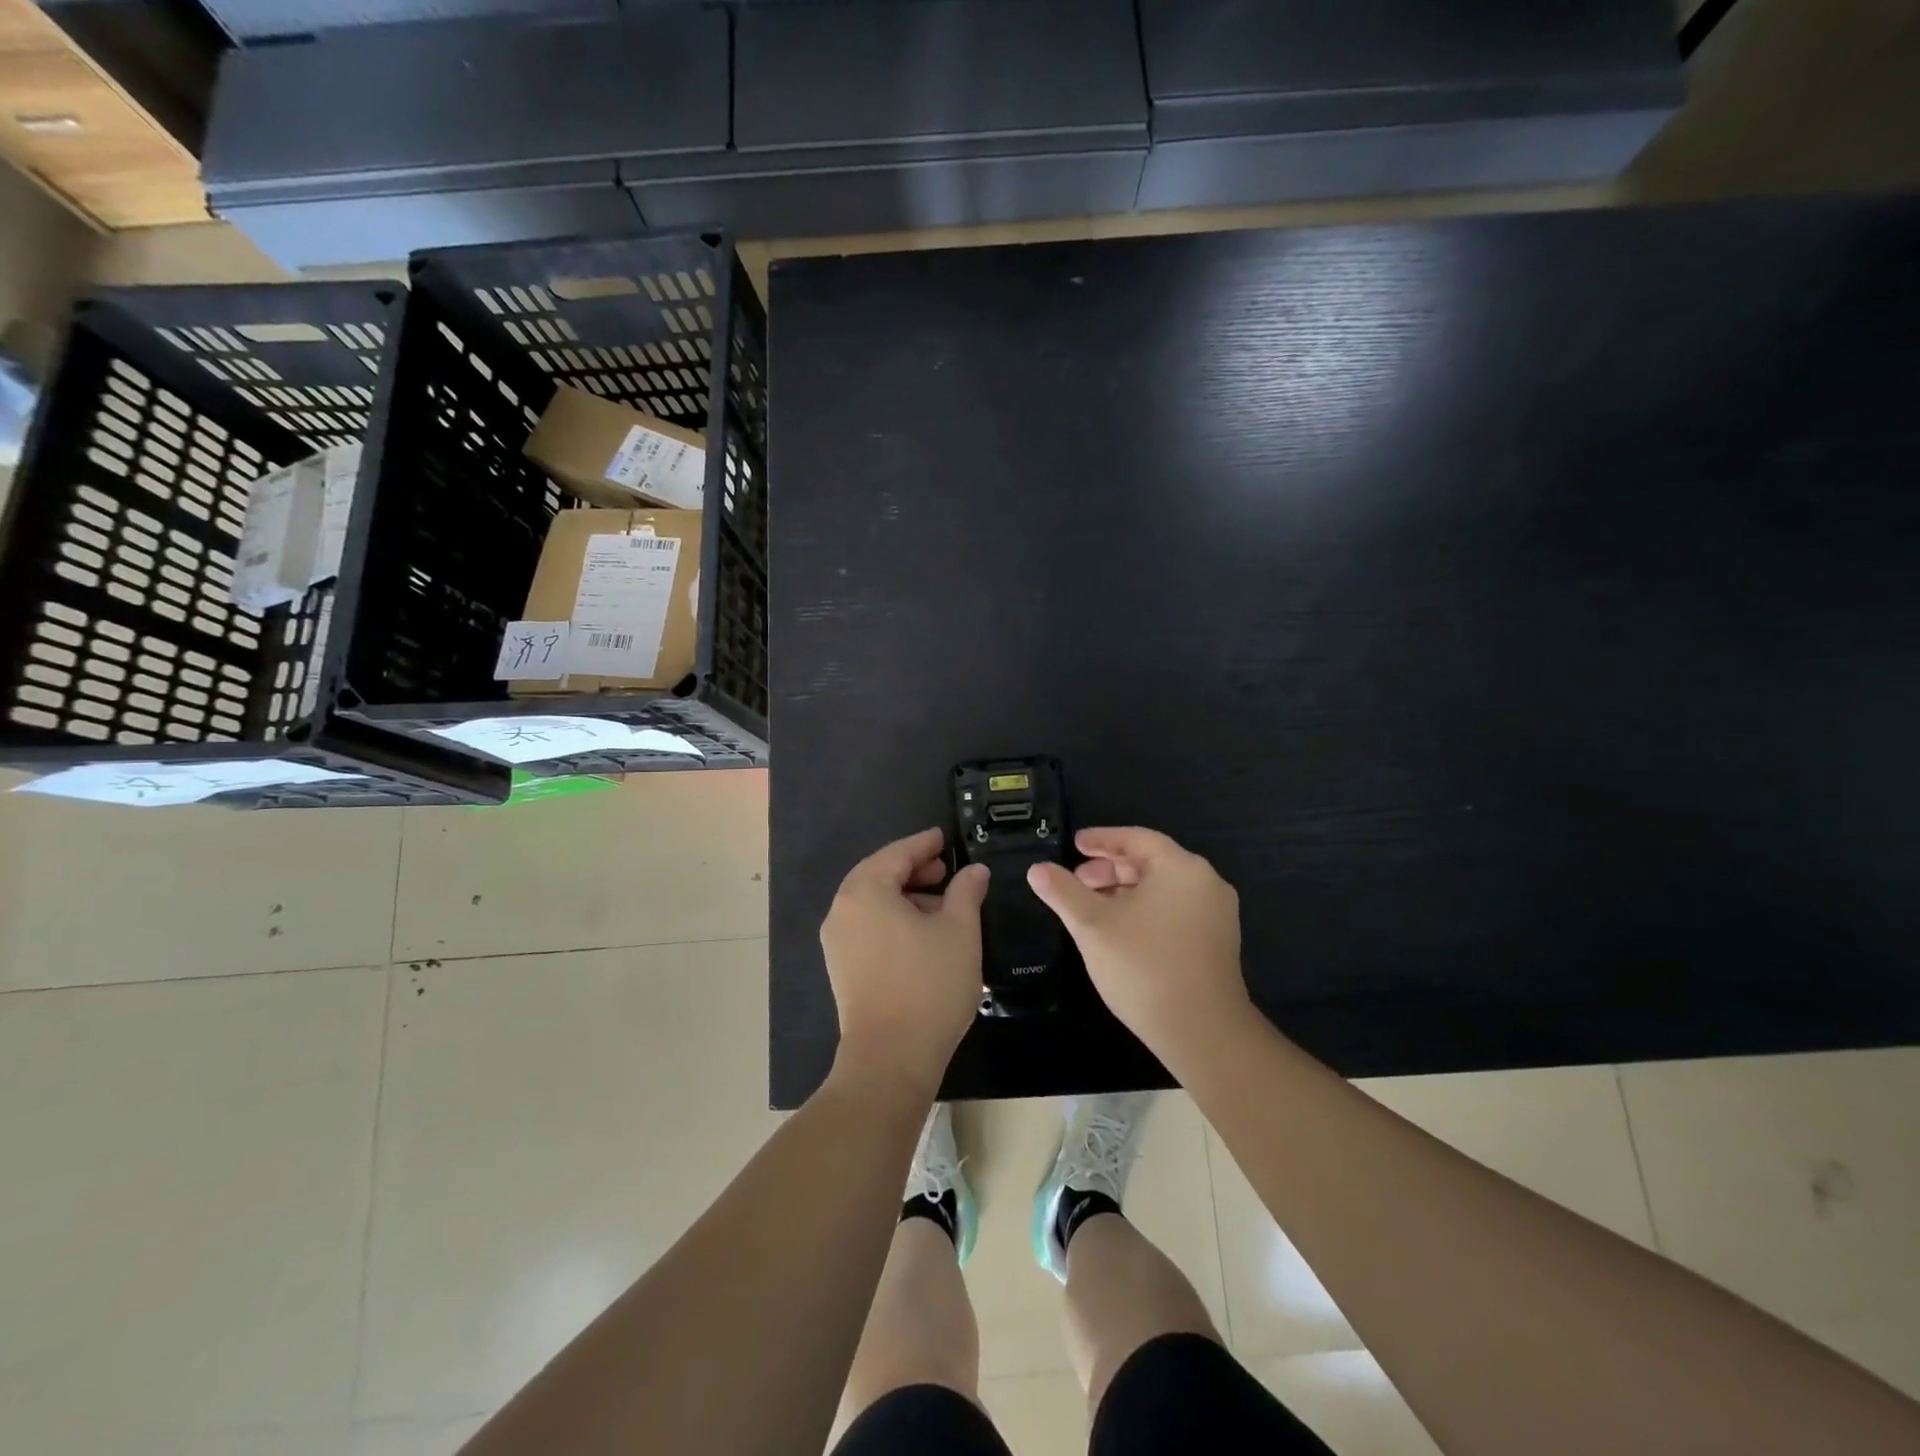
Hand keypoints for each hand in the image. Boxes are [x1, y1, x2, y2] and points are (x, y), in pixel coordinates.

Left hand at [821, 828, 989, 1097]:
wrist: (891, 1058)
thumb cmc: (929, 984)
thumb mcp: (960, 930)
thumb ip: (966, 891)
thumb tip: (973, 871)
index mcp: (865, 891)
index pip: (897, 853)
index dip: (924, 843)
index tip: (945, 837)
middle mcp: (842, 910)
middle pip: (879, 875)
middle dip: (914, 870)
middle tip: (946, 871)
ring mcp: (837, 942)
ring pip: (873, 903)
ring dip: (905, 897)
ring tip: (942, 905)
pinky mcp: (842, 968)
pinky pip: (868, 927)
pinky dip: (893, 919)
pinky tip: (923, 934)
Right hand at [1027, 827, 1252, 1064]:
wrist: (1201, 1032)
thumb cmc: (1143, 967)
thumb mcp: (1093, 925)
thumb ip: (1063, 892)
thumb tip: (1037, 870)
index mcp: (1181, 868)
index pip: (1136, 838)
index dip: (1101, 839)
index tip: (1075, 844)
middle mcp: (1206, 883)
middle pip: (1150, 862)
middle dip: (1109, 869)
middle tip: (1076, 881)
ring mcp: (1216, 914)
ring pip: (1162, 888)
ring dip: (1124, 891)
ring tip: (1091, 907)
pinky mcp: (1217, 942)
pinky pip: (1174, 910)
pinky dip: (1144, 909)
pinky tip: (1119, 930)